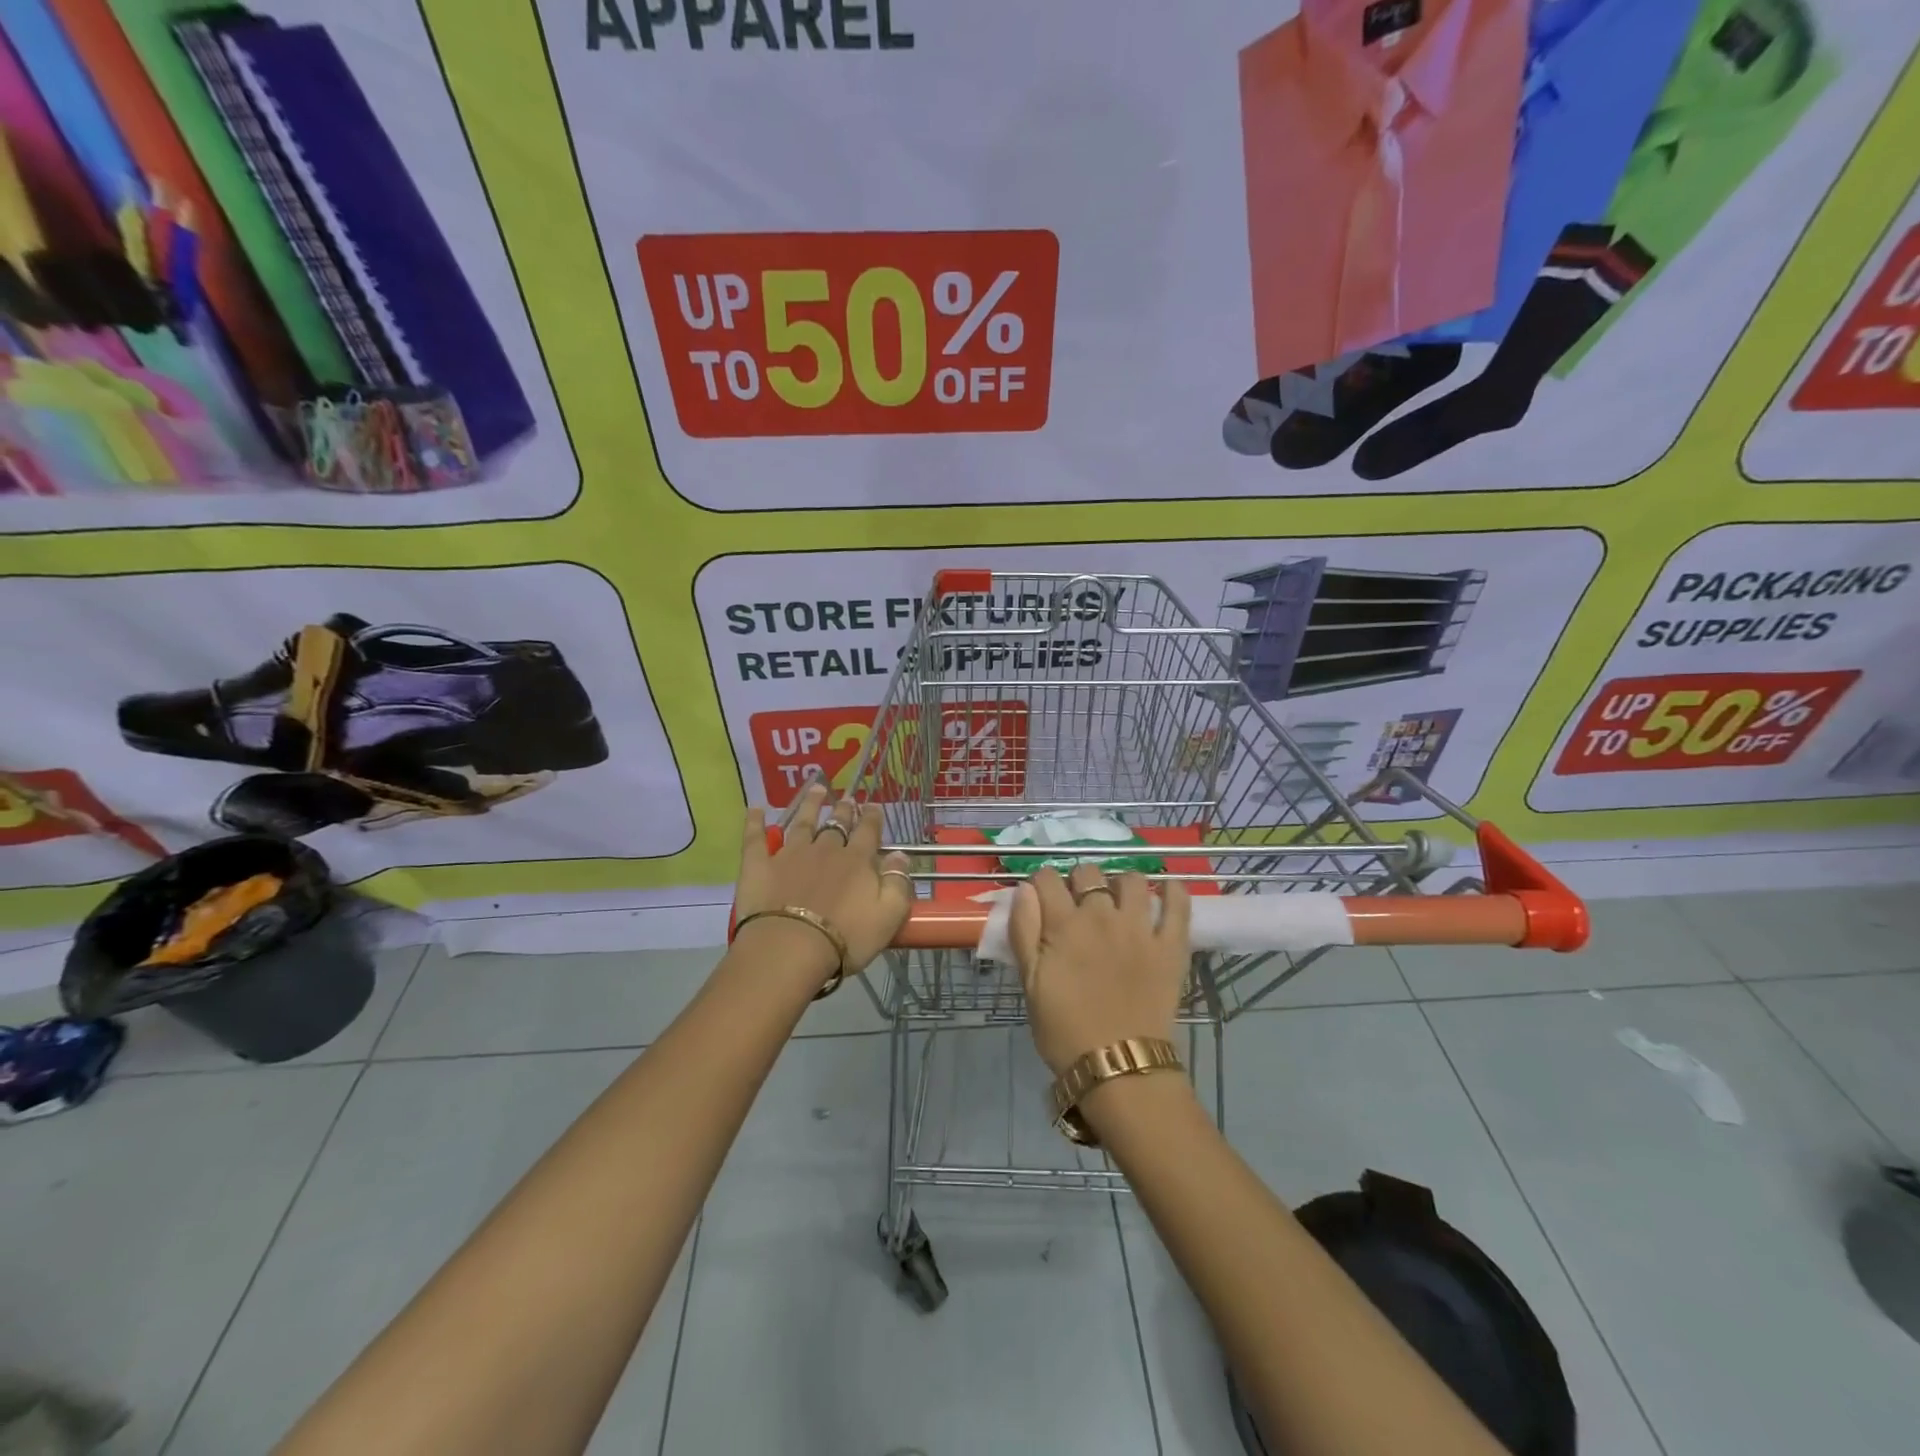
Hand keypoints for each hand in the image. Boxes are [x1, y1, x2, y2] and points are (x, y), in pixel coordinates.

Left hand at [735, 781, 913, 975]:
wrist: (790, 948)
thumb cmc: (846, 938)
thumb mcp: (888, 915)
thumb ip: (897, 883)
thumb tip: (900, 855)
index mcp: (857, 861)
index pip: (869, 832)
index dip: (873, 818)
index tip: (874, 806)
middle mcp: (825, 850)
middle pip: (837, 824)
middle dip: (844, 810)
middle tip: (847, 798)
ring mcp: (790, 854)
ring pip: (802, 822)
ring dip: (810, 805)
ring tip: (816, 790)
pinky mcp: (760, 865)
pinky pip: (756, 838)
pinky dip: (755, 822)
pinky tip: (755, 809)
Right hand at [1009, 862, 1192, 1075]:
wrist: (1119, 1068)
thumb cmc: (1065, 1031)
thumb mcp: (1030, 984)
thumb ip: (1023, 932)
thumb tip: (1024, 890)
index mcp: (1063, 924)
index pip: (1047, 878)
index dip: (1042, 884)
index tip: (1043, 900)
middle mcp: (1102, 915)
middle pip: (1088, 872)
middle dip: (1079, 881)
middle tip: (1079, 906)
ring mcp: (1140, 928)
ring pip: (1133, 879)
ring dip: (1121, 884)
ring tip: (1119, 903)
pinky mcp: (1171, 945)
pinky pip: (1179, 904)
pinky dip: (1174, 891)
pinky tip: (1168, 891)